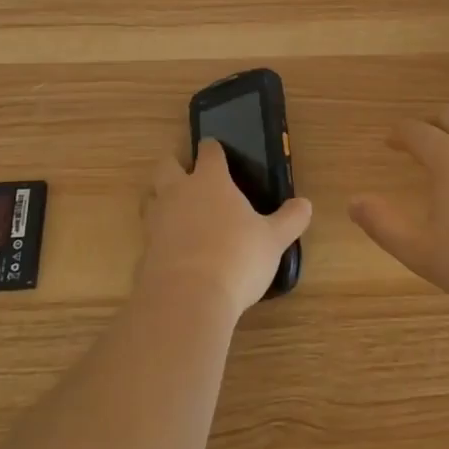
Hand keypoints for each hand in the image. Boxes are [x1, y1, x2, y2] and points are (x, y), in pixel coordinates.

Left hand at [139, 141, 312, 314]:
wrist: (187, 299)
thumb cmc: (237, 257)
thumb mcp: (273, 239)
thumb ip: (289, 220)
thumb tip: (305, 204)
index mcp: (210, 181)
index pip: (208, 152)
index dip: (213, 149)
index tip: (217, 151)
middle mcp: (178, 193)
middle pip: (166, 165)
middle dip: (175, 166)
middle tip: (190, 178)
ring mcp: (156, 221)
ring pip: (150, 198)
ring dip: (160, 199)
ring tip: (178, 213)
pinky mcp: (144, 251)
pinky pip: (149, 235)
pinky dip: (159, 238)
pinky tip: (174, 252)